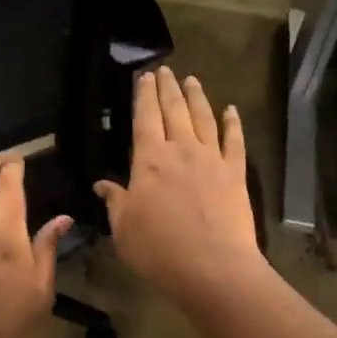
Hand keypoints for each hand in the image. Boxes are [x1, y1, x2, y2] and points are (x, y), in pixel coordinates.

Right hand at [95, 67, 263, 309]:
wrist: (213, 267)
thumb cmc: (159, 250)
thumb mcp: (124, 229)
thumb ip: (115, 201)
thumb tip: (101, 184)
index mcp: (149, 159)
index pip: (144, 117)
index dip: (144, 95)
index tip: (144, 76)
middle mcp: (181, 149)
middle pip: (174, 110)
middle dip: (167, 87)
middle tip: (165, 70)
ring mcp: (212, 158)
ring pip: (203, 118)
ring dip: (196, 96)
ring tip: (191, 80)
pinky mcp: (235, 173)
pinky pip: (234, 140)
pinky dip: (233, 123)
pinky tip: (231, 110)